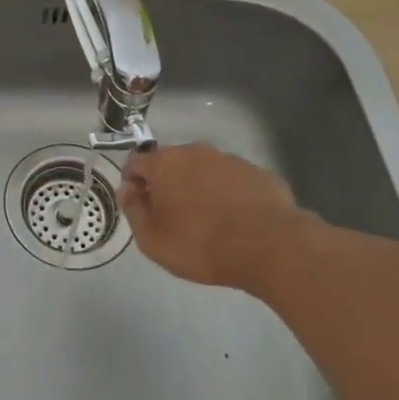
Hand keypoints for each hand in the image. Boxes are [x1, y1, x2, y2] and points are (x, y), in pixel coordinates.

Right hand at [116, 143, 316, 292]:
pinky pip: (232, 181)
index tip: (138, 206)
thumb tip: (128, 191)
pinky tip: (235, 221)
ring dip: (198, 188)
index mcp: (165, 163)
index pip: (136, 161)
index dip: (132, 182)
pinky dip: (227, 195)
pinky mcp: (258, 173)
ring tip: (206, 221)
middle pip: (171, 163)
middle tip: (171, 216)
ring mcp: (230, 160)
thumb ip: (133, 210)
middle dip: (166, 184)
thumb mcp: (152, 239)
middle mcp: (196, 151)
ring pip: (203, 170)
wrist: (270, 247)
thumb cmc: (201, 244)